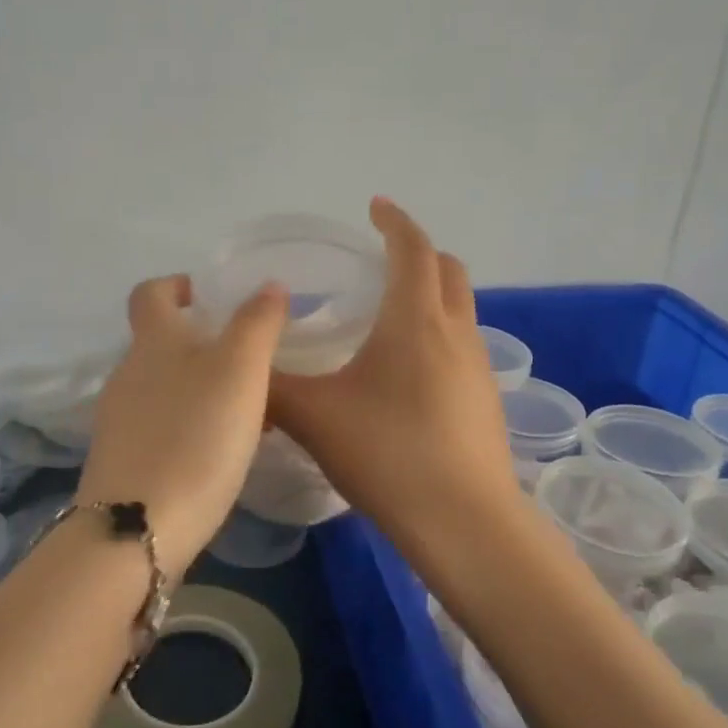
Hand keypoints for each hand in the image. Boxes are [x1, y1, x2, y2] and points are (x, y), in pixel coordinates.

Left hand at [77, 275, 287, 572]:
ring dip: (199, 387)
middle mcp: (128, 374)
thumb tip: (268, 286)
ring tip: (244, 409)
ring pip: (163, 388)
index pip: (150, 293)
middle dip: (199, 342)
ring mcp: (119, 421)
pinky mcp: (122, 462)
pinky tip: (218, 451)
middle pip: (159, 343)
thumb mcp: (240, 370)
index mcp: (153, 342)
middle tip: (247, 358)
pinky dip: (189, 425)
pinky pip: (160, 426)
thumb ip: (257, 323)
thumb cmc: (196, 436)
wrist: (138, 528)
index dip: (175, 285)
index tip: (206, 295)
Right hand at [268, 198, 521, 557]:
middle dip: (418, 252)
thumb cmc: (387, 453)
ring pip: (459, 309)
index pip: (412, 249)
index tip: (374, 206)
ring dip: (431, 295)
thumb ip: (271, 387)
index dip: (394, 221)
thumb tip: (242, 368)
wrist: (464, 521)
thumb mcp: (314, 417)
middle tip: (382, 258)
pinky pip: (462, 345)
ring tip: (390, 314)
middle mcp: (455, 332)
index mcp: (415, 319)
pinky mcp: (485, 400)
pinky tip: (407, 372)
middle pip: (448, 270)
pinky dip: (438, 334)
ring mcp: (478, 367)